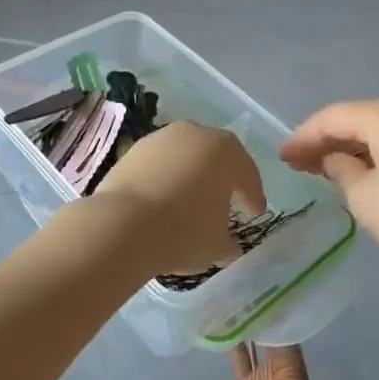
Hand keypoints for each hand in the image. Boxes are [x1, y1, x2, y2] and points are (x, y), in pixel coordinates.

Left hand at [93, 122, 265, 276]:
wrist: (123, 224)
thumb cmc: (184, 231)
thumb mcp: (218, 245)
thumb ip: (229, 240)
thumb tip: (227, 243)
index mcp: (225, 151)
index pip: (246, 174)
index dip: (253, 196)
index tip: (255, 213)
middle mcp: (194, 134)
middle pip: (214, 157)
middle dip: (221, 179)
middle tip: (226, 202)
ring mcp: (159, 138)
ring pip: (184, 157)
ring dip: (190, 176)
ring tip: (190, 202)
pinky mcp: (132, 150)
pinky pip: (158, 165)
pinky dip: (164, 178)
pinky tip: (162, 200)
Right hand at [281, 97, 378, 301]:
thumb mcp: (364, 197)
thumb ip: (340, 169)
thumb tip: (336, 159)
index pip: (331, 117)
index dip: (302, 137)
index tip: (282, 158)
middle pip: (355, 118)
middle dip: (325, 141)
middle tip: (298, 165)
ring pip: (377, 129)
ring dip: (350, 148)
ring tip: (324, 170)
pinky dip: (375, 153)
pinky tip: (362, 173)